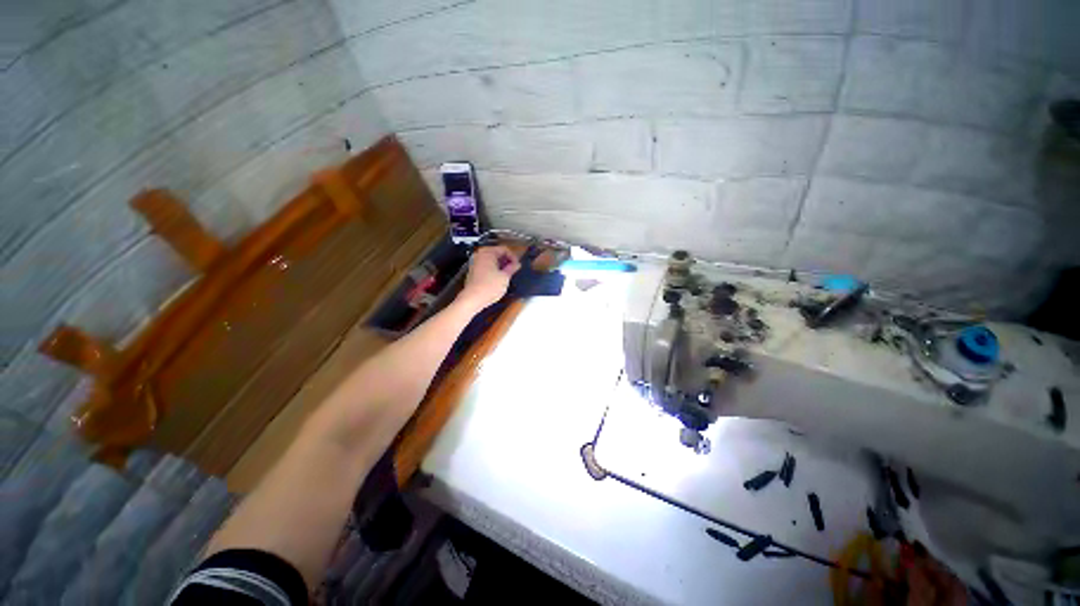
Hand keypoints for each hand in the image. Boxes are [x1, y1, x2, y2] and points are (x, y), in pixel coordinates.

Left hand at [458, 245, 520, 311]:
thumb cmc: (489, 287)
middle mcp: (479, 255)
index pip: (504, 249)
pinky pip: (486, 266)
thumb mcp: (505, 277)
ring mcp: (474, 263)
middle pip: (497, 254)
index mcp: (487, 252)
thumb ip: (512, 268)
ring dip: (500, 266)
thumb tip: (517, 264)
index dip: (513, 257)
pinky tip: (498, 279)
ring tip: (507, 275)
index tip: (518, 266)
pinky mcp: (473, 271)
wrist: (473, 299)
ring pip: (491, 260)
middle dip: (507, 261)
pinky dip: (493, 270)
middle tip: (514, 270)